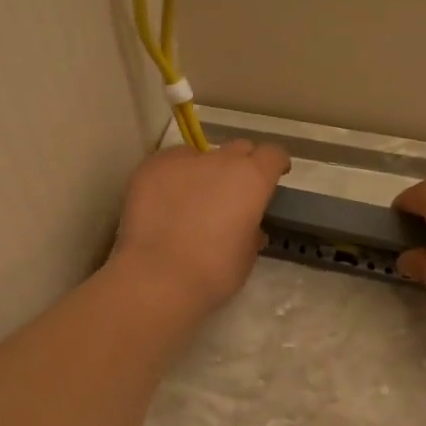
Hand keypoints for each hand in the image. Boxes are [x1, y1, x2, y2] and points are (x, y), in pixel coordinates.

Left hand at [110, 139, 290, 314]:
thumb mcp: (247, 255)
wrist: (157, 276)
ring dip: (204, 172)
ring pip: (200, 156)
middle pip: (238, 148)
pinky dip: (172, 178)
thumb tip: (248, 226)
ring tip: (191, 200)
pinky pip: (168, 165)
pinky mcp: (150, 167)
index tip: (274, 176)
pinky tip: (164, 203)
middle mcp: (220, 160)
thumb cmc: (213, 272)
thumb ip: (251, 231)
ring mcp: (182, 160)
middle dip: (241, 165)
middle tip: (233, 192)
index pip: (273, 154)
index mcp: (252, 179)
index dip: (275, 164)